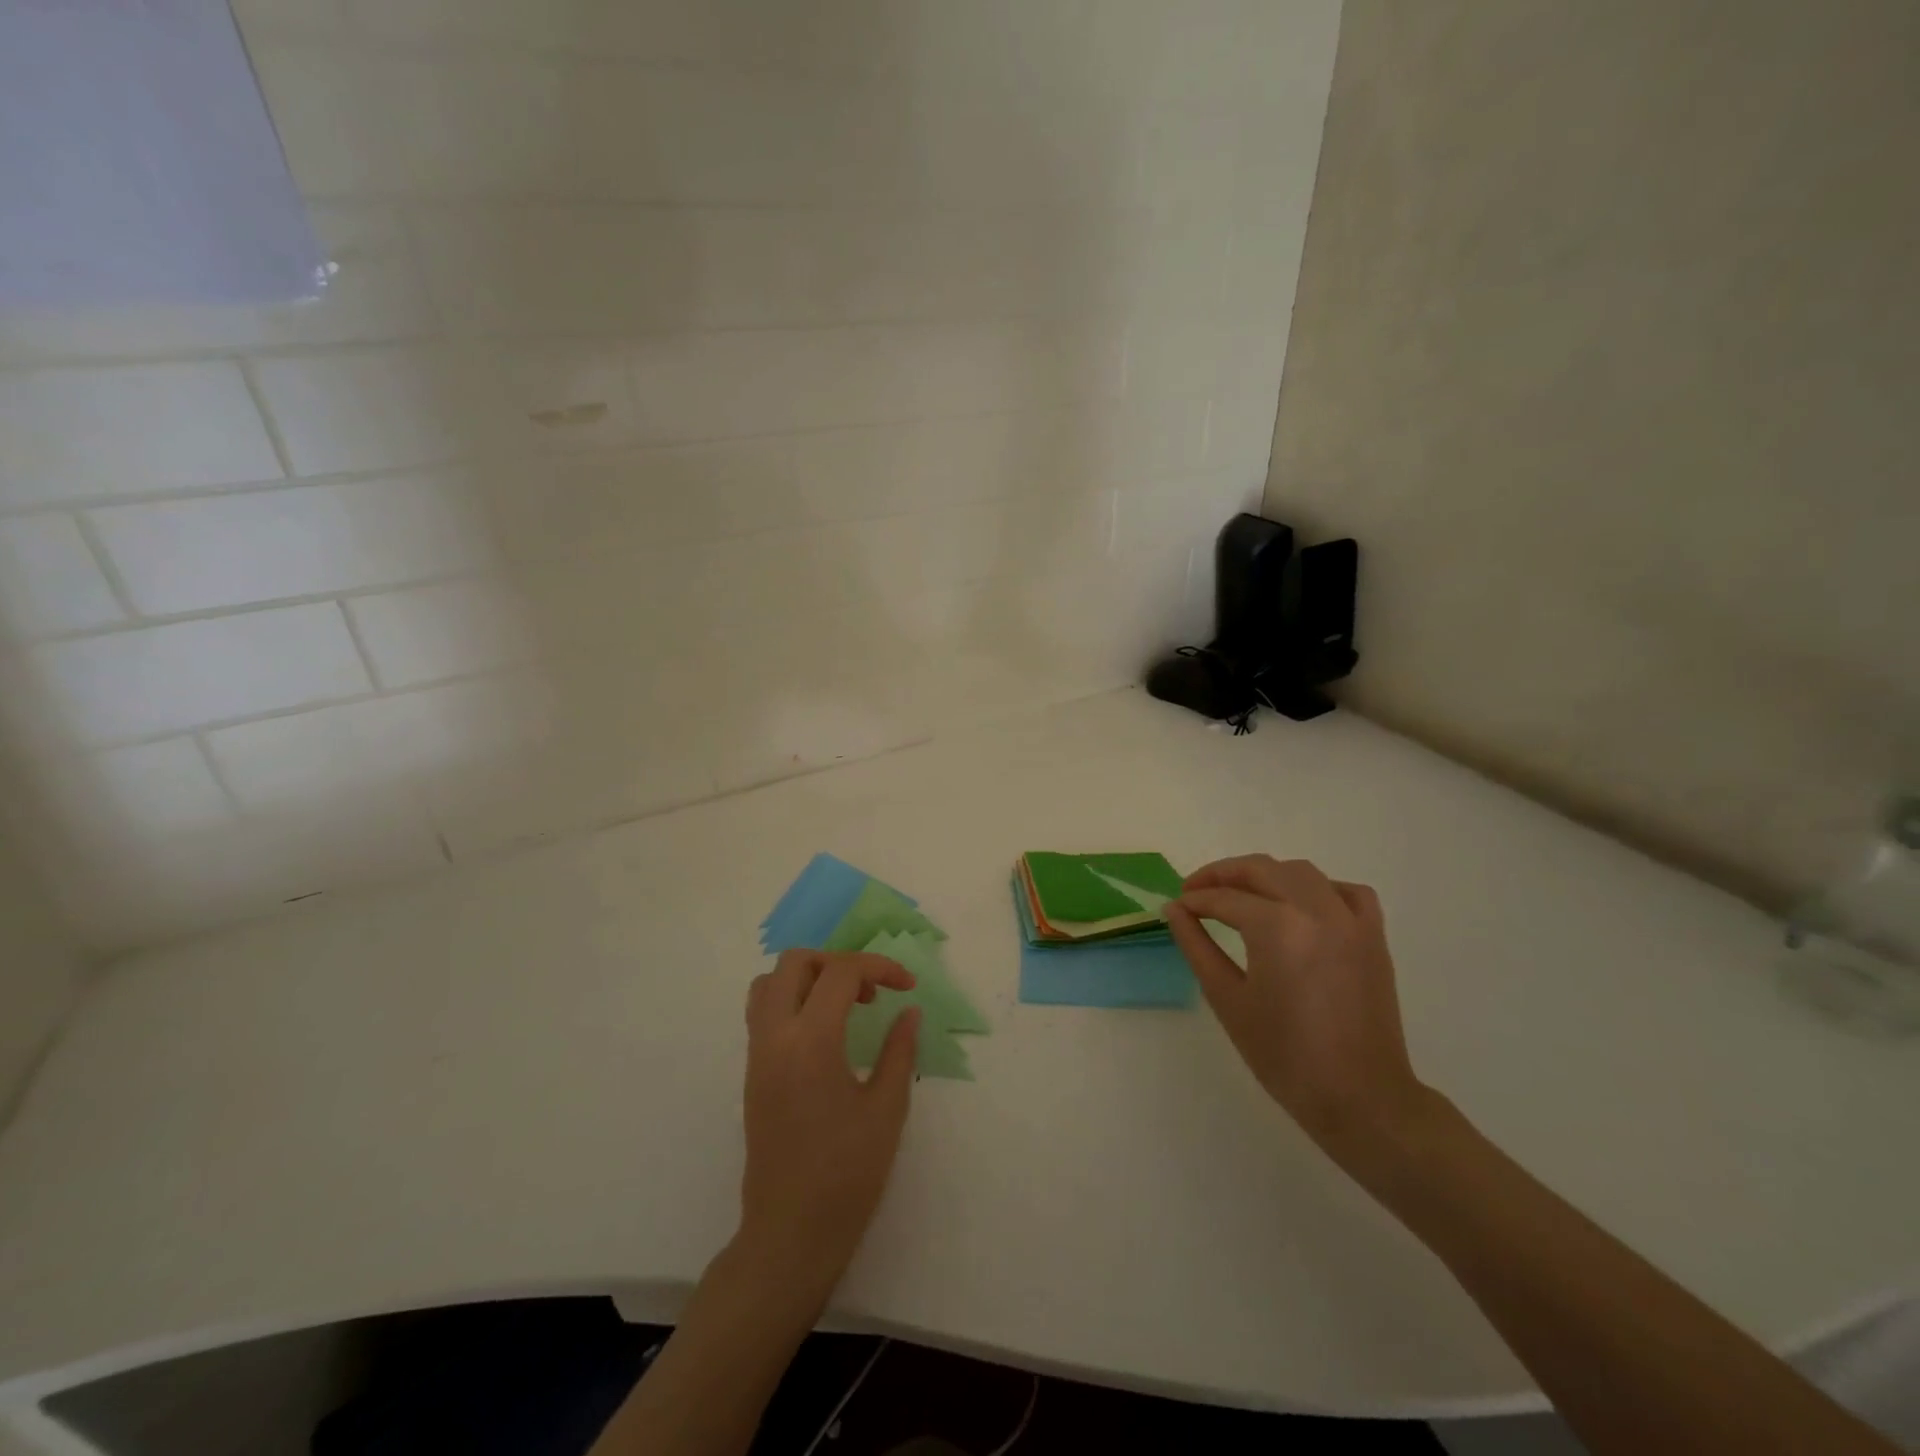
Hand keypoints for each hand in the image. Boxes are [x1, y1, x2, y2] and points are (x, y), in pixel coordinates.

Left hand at [738, 949, 921, 1299]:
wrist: (790, 1233)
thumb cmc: (847, 1174)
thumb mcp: (887, 1108)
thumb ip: (899, 1050)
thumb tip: (909, 1012)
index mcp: (811, 1041)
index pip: (840, 972)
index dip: (879, 967)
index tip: (906, 986)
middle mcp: (775, 1037)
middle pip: (795, 963)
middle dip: (837, 962)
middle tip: (870, 991)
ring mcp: (757, 1054)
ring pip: (770, 983)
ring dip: (809, 977)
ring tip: (844, 1005)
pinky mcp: (751, 1073)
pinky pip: (763, 1012)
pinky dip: (792, 1000)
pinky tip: (825, 1032)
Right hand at [1165, 855, 1430, 1158]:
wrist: (1359, 1097)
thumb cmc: (1284, 1055)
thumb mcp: (1227, 999)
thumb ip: (1196, 946)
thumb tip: (1174, 909)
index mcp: (1277, 927)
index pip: (1224, 899)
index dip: (1194, 900)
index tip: (1176, 908)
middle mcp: (1315, 910)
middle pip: (1261, 869)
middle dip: (1222, 875)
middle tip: (1196, 892)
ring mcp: (1350, 920)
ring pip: (1301, 872)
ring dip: (1266, 875)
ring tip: (1241, 895)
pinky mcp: (1373, 936)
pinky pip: (1347, 891)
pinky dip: (1320, 888)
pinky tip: (1301, 906)